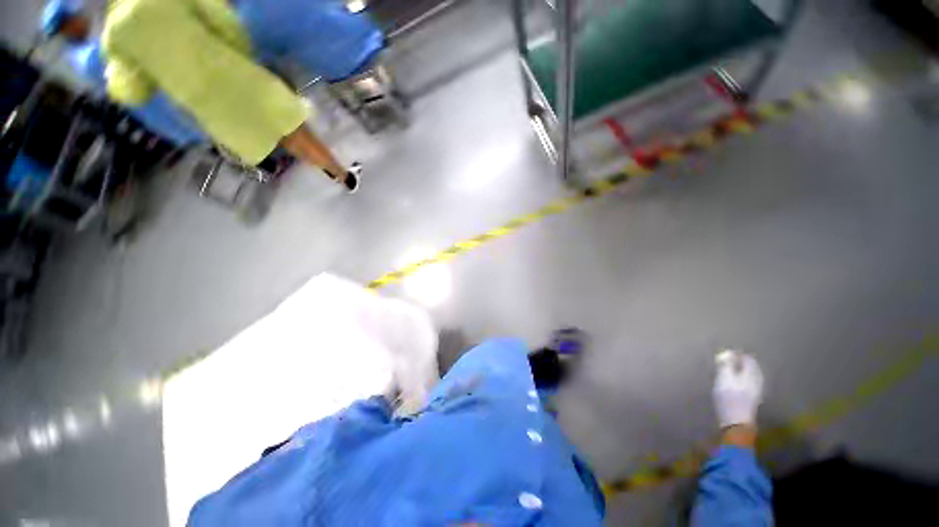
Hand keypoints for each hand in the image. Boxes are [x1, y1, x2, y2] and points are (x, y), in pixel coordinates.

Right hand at [713, 350, 763, 428]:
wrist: (736, 421)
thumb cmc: (729, 398)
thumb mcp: (724, 378)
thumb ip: (726, 364)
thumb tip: (727, 352)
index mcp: (751, 375)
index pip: (748, 359)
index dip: (739, 354)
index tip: (728, 351)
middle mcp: (756, 381)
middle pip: (752, 368)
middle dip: (742, 362)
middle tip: (730, 358)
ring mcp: (756, 391)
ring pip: (751, 375)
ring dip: (742, 370)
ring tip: (732, 368)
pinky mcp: (752, 399)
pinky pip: (750, 382)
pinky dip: (743, 378)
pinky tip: (737, 381)